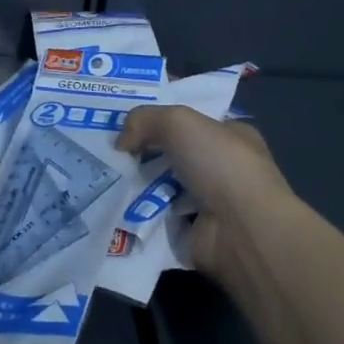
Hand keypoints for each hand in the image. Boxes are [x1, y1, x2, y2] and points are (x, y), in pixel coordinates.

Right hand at [118, 106, 295, 276]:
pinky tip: (111, 200)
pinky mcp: (191, 231)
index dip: (157, 111)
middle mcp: (220, 166)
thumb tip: (121, 143)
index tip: (123, 112)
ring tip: (101, 171)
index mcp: (229, 134)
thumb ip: (144, 119)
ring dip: (133, 180)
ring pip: (158, 182)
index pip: (188, 116)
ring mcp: (207, 201)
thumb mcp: (180, 121)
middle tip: (104, 143)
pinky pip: (154, 214)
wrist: (243, 232)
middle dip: (139, 147)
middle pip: (169, 149)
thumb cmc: (221, 164)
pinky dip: (136, 210)